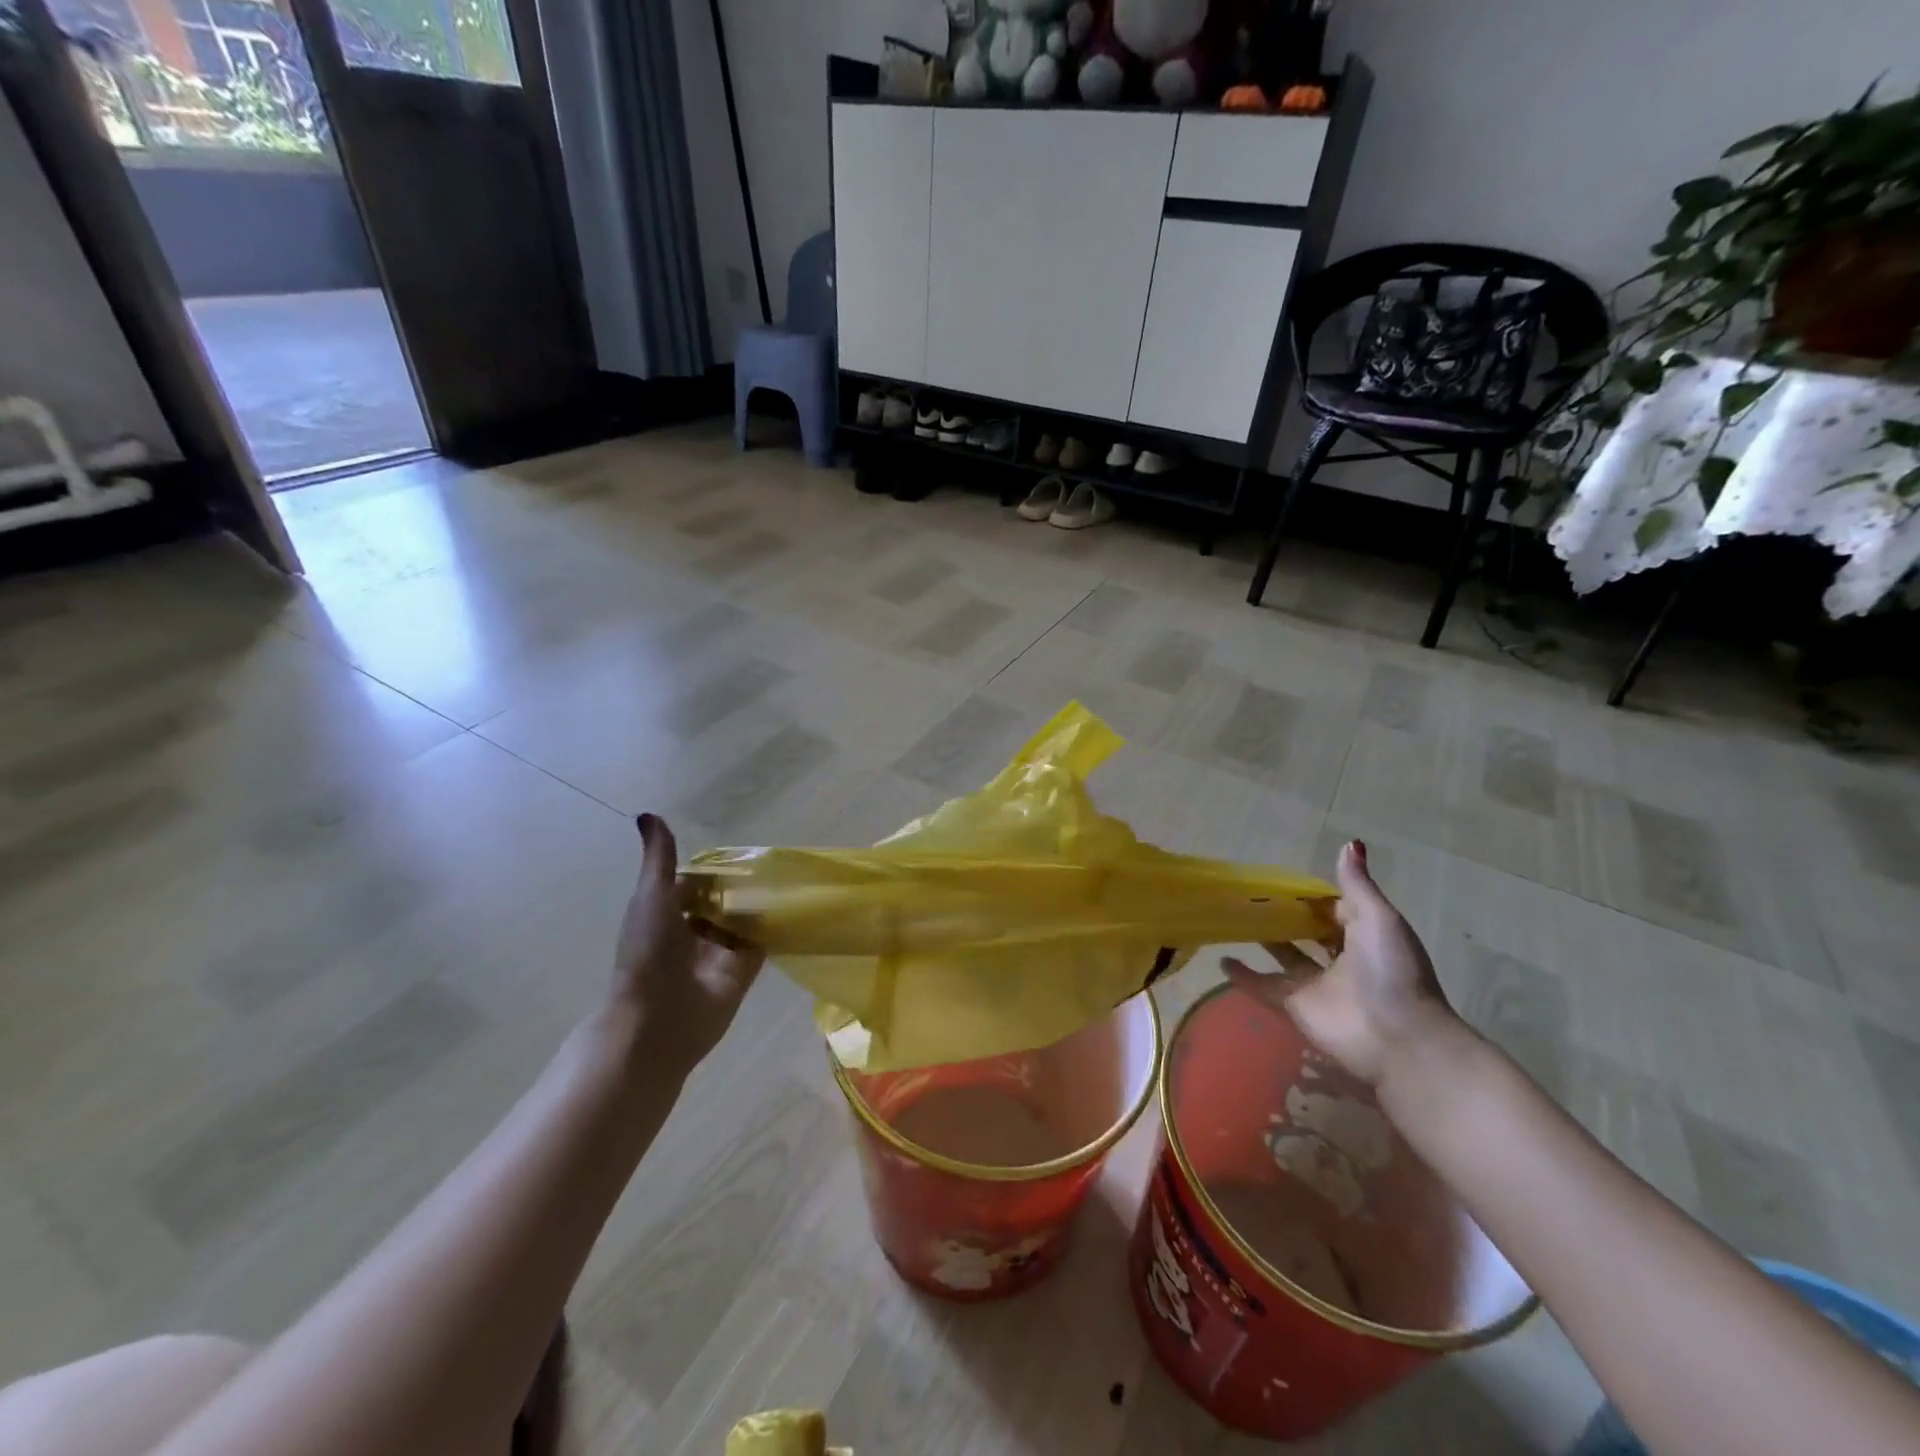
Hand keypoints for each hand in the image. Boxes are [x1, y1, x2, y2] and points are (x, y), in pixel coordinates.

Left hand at [612, 814, 763, 1074]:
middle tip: (771, 863)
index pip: (694, 885)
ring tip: (787, 879)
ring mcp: (717, 954)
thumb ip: (659, 858)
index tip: (740, 853)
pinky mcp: (741, 972)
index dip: (712, 871)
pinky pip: (760, 944)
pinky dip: (773, 929)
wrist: (657, 1020)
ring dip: (758, 905)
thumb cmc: (647, 953)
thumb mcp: (652, 896)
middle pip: (720, 903)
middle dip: (740, 887)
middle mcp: (691, 933)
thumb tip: (647, 813)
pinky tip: (792, 908)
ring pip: (742, 922)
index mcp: (665, 914)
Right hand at [1225, 840, 1457, 1084]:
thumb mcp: (1379, 919)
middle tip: (1253, 896)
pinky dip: (1244, 977)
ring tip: (1234, 920)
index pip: (1335, 910)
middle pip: (1309, 934)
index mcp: (1365, 937)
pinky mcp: (1295, 1007)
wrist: (1396, 1038)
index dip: (1312, 896)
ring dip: (1265, 943)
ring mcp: (1316, 985)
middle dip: (1288, 918)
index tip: (1282, 880)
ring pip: (1286, 958)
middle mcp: (1341, 960)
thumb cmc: (1392, 971)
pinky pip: (1264, 987)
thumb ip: (1356, 884)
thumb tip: (1349, 842)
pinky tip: (1222, 960)